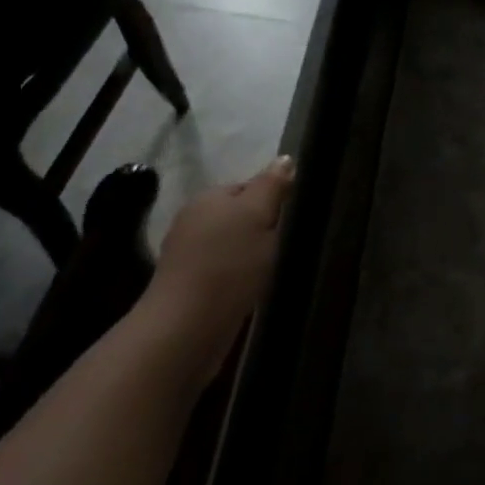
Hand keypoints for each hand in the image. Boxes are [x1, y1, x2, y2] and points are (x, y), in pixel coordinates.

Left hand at [144, 156, 295, 386]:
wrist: (188, 326)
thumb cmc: (228, 263)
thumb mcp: (258, 215)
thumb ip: (272, 185)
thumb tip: (285, 158)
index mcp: (209, 197)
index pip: (249, 186)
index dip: (275, 200)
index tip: (296, 218)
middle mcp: (194, 220)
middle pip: (241, 216)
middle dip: (264, 228)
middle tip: (290, 243)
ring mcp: (189, 255)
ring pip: (234, 245)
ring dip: (254, 254)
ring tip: (277, 267)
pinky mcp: (192, 286)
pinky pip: (227, 270)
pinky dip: (242, 276)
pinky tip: (256, 287)